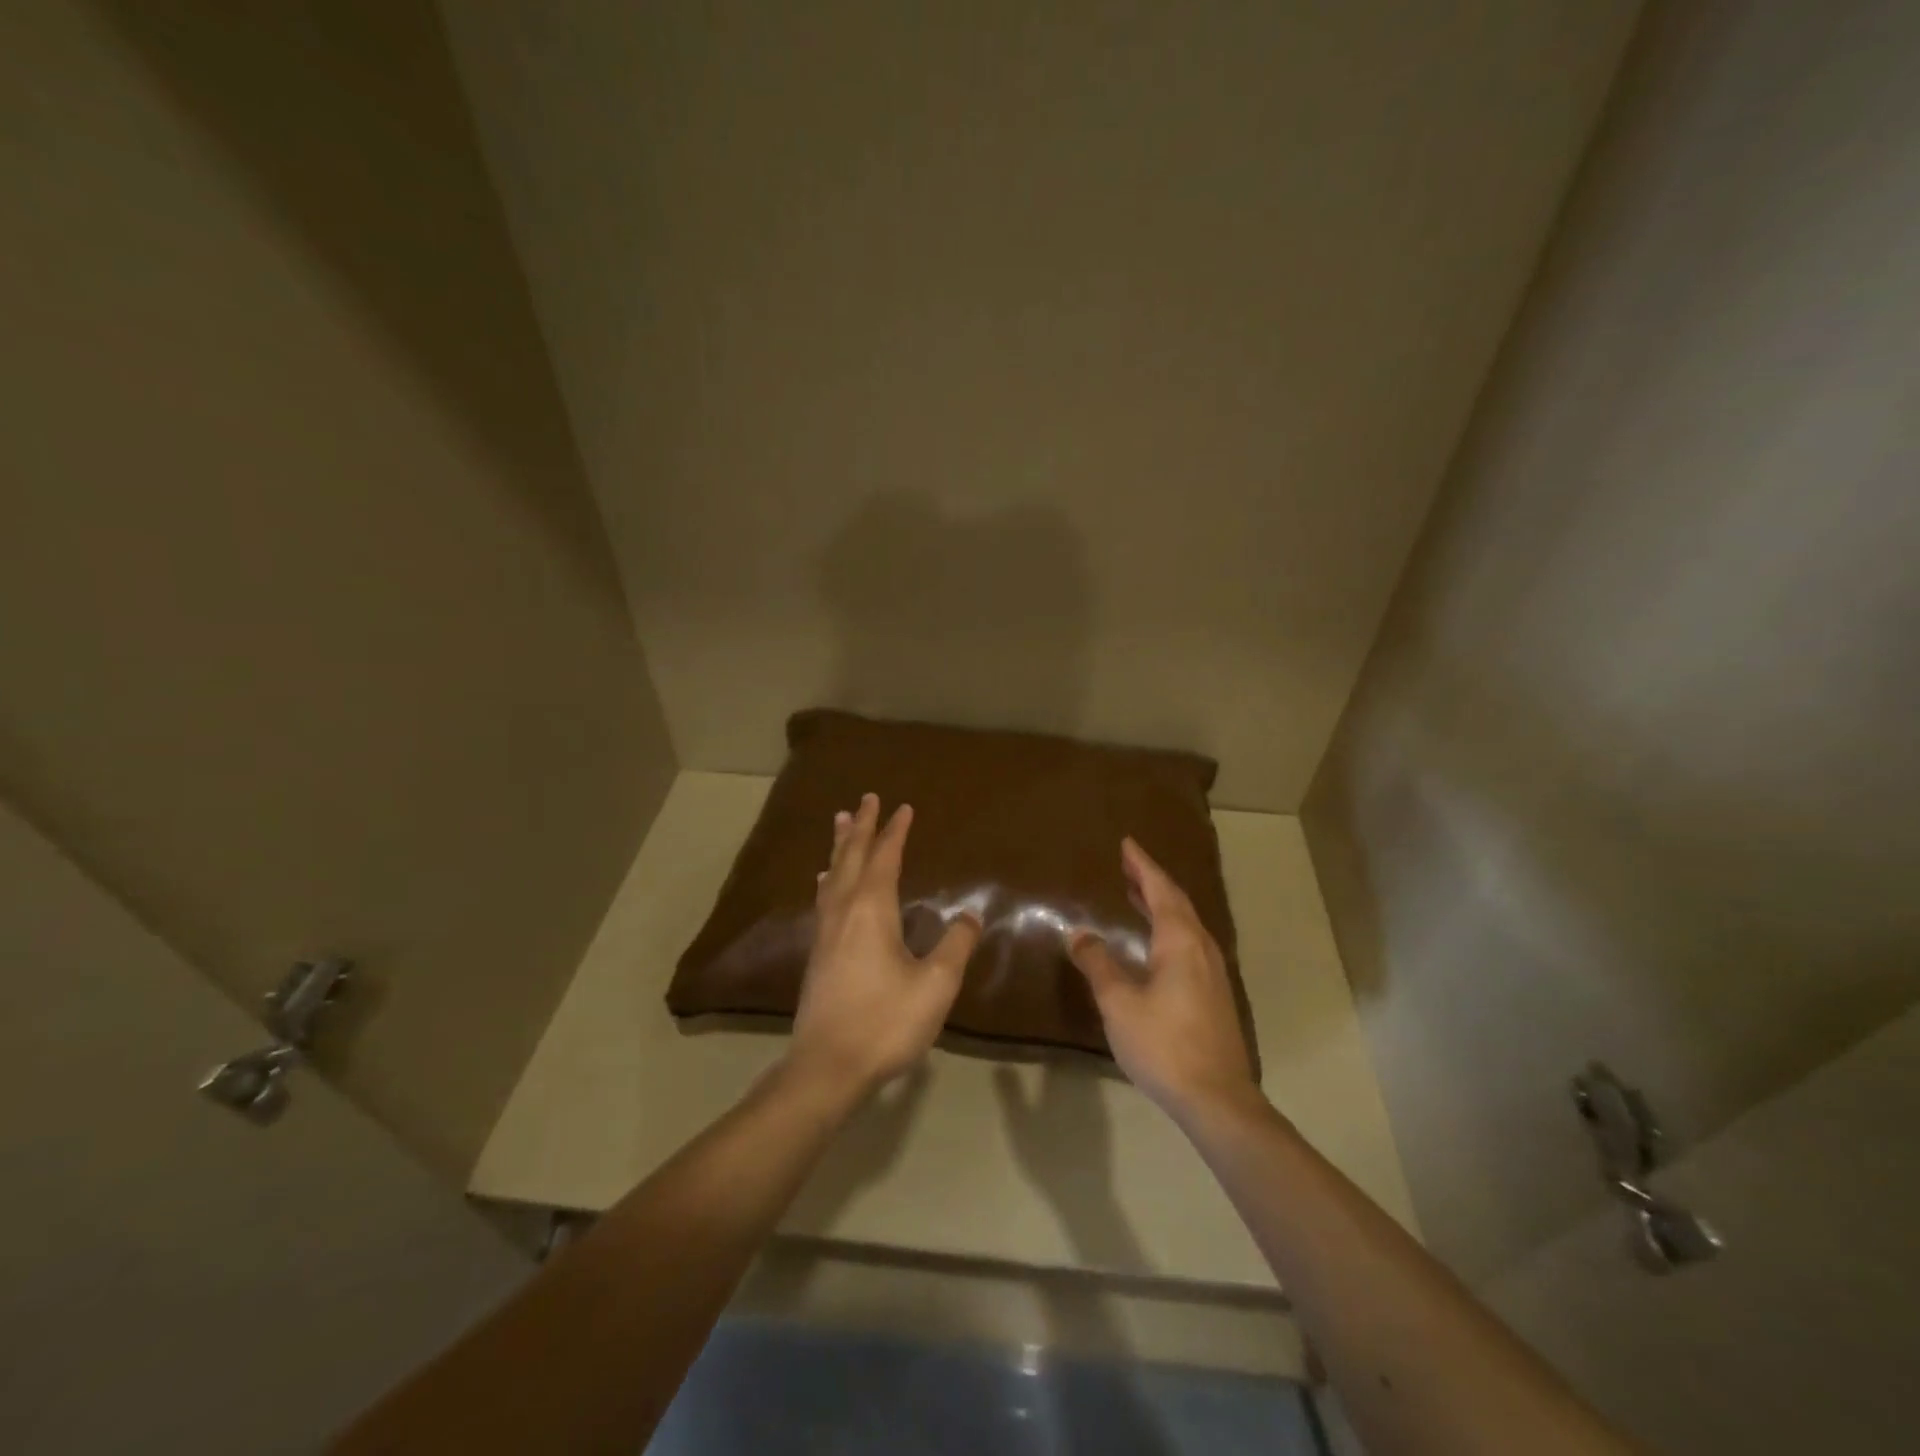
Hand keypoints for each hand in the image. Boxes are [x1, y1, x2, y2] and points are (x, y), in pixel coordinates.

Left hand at [788, 793, 981, 1102]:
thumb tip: (970, 915)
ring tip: (840, 822)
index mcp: (872, 910)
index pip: (885, 858)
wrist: (826, 1067)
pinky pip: (824, 898)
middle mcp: (844, 911)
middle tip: (866, 799)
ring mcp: (826, 932)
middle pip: (851, 858)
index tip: (903, 807)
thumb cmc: (885, 1022)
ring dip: (840, 847)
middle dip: (861, 827)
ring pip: (833, 875)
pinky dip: (829, 877)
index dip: (895, 832)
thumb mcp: (935, 986)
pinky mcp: (817, 953)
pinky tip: (825, 882)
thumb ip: (955, 946)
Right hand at [1069, 837, 1258, 1120]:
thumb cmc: (1164, 1044)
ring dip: (1161, 905)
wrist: (1217, 1098)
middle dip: (1151, 881)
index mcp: (1180, 942)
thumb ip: (1098, 964)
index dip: (1142, 865)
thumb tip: (1079, 934)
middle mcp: (1201, 948)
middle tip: (1128, 864)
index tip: (1127, 843)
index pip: (1160, 890)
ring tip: (1137, 895)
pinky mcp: (1214, 995)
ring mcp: (1213, 973)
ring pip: (1186, 925)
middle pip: (1177, 902)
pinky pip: (1189, 944)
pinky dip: (1168, 929)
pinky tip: (1155, 944)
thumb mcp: (1119, 1003)